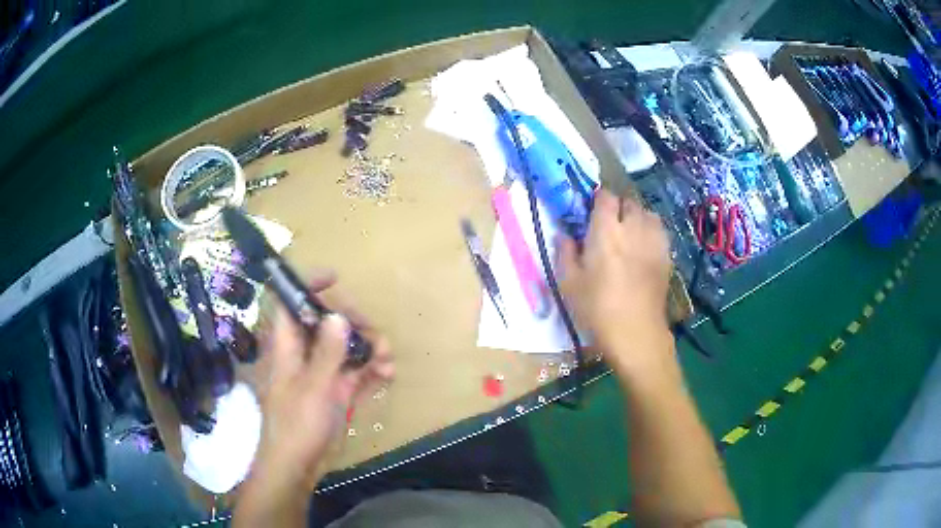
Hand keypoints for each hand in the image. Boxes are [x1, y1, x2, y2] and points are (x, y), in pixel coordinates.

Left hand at [251, 272, 393, 493]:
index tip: (335, 279)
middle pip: (327, 323)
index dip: (307, 285)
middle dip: (353, 322)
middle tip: (373, 333)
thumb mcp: (313, 387)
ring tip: (387, 359)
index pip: (290, 303)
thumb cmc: (296, 425)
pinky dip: (372, 370)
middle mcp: (304, 354)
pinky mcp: (336, 391)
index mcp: (287, 346)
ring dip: (369, 348)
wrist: (297, 466)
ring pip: (346, 347)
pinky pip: (357, 372)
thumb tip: (338, 316)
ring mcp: (322, 373)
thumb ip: (327, 352)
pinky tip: (388, 375)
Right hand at [558, 189, 674, 378]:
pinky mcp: (666, 256)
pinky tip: (644, 247)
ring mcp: (653, 241)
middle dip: (618, 208)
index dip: (598, 199)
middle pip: (629, 202)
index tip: (592, 211)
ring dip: (637, 217)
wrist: (636, 333)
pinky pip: (660, 231)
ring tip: (630, 233)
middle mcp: (632, 228)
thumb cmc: (597, 308)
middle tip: (609, 226)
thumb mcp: (569, 283)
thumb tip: (565, 234)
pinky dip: (651, 231)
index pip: (606, 197)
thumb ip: (565, 252)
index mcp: (605, 231)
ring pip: (648, 213)